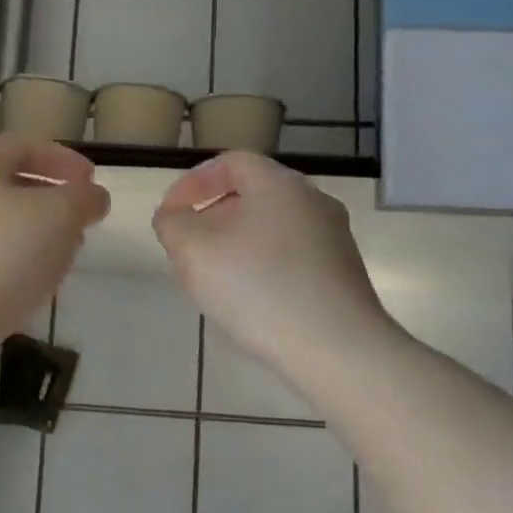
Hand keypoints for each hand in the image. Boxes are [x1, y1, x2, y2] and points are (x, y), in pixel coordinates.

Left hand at [0, 136, 109, 380]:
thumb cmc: (3, 255)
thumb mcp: (60, 217)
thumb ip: (84, 199)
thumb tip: (93, 196)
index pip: (22, 146)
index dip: (63, 159)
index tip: (92, 183)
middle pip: (7, 186)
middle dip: (50, 202)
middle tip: (79, 225)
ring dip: (33, 236)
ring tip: (60, 260)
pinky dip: (10, 263)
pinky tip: (29, 286)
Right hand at [153, 152, 392, 385]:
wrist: (338, 349)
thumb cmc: (259, 288)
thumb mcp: (194, 252)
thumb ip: (172, 225)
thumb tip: (174, 217)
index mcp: (279, 184)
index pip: (229, 163)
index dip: (192, 183)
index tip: (170, 215)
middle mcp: (312, 201)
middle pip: (251, 196)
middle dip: (211, 219)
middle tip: (187, 250)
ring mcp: (333, 238)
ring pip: (270, 229)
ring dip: (234, 246)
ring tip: (211, 281)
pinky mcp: (342, 274)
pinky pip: (290, 258)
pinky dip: (261, 267)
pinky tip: (248, 302)